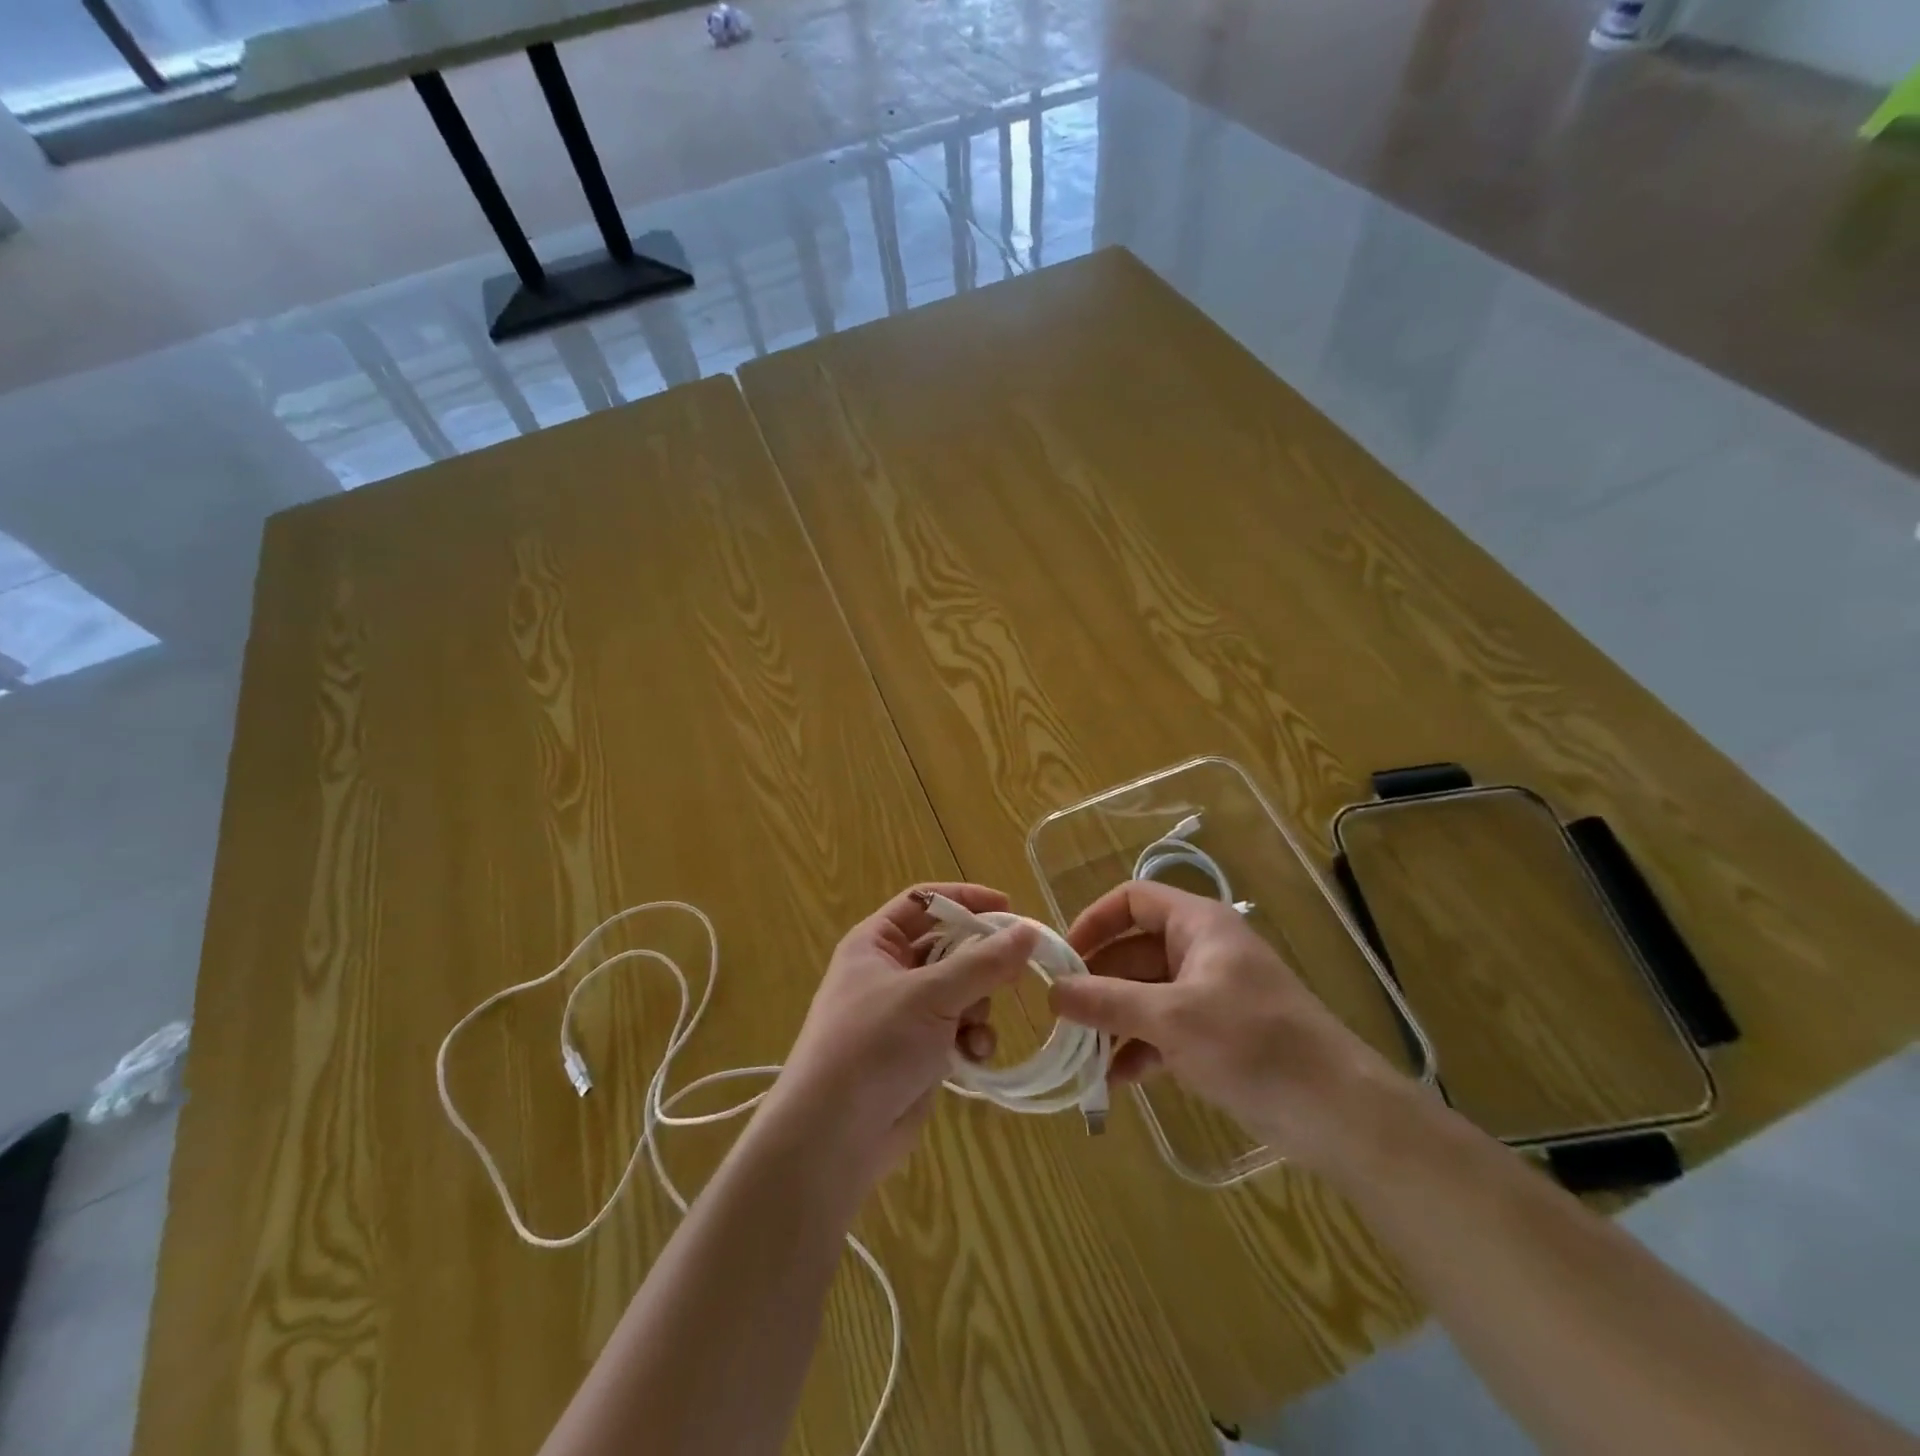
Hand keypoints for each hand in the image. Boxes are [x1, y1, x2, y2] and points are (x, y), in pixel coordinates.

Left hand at [774, 883, 1037, 1181]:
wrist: (833, 1137)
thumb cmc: (873, 1045)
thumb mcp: (930, 995)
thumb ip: (983, 962)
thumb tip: (1029, 931)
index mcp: (876, 943)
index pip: (924, 900)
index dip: (965, 899)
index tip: (1009, 908)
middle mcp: (888, 971)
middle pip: (948, 947)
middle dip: (979, 962)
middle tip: (1013, 972)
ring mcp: (903, 1014)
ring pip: (960, 990)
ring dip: (977, 1006)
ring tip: (975, 1027)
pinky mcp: (918, 1051)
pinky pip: (957, 1029)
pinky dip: (971, 1039)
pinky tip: (973, 1057)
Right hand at [1051, 881, 1397, 1169]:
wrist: (1338, 1113)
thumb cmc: (1253, 1043)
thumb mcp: (1172, 1018)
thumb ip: (1108, 1002)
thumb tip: (1052, 992)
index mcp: (1197, 925)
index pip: (1132, 900)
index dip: (1094, 921)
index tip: (1062, 958)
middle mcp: (1200, 951)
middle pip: (1132, 952)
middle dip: (1097, 984)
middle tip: (1061, 1018)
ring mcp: (1209, 995)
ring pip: (1144, 995)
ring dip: (1113, 1022)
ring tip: (1082, 1057)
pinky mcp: (1216, 1036)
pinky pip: (1163, 1030)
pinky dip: (1138, 1049)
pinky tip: (1115, 1082)